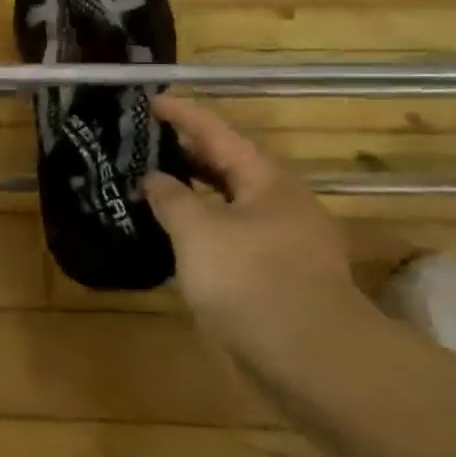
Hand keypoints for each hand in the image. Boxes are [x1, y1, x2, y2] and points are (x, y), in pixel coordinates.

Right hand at [143, 95, 369, 367]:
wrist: (309, 357)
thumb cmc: (250, 279)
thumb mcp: (198, 231)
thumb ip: (171, 198)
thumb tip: (155, 178)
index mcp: (266, 180)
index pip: (217, 133)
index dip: (183, 114)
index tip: (152, 100)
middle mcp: (279, 202)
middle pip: (228, 165)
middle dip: (188, 152)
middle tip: (146, 141)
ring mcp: (283, 240)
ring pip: (230, 202)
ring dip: (194, 192)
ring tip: (154, 185)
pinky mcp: (278, 273)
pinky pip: (232, 234)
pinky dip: (203, 226)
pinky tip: (177, 236)